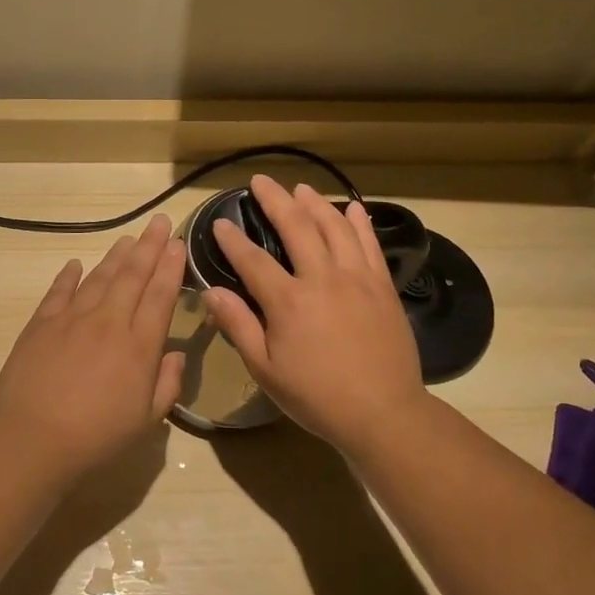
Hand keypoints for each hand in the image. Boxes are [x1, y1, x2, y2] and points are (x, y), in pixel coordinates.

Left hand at [0, 213, 186, 475]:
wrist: (35, 439)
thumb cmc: (98, 436)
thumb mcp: (146, 420)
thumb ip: (167, 384)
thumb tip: (175, 354)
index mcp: (139, 345)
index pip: (160, 296)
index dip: (170, 267)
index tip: (177, 242)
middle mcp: (109, 322)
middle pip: (133, 276)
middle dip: (149, 246)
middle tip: (159, 221)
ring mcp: (72, 319)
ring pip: (99, 277)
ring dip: (116, 256)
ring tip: (128, 238)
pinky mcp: (41, 324)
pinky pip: (59, 291)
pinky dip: (69, 275)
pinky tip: (76, 263)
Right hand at [203, 176, 426, 452]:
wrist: (383, 413)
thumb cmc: (317, 396)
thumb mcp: (266, 369)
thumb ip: (238, 326)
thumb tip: (210, 292)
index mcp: (288, 301)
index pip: (252, 259)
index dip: (233, 239)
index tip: (220, 222)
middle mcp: (322, 278)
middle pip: (296, 227)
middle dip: (275, 200)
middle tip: (261, 181)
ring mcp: (357, 278)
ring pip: (335, 227)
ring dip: (315, 203)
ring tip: (300, 189)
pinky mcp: (383, 286)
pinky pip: (370, 244)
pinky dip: (360, 223)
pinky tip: (352, 208)